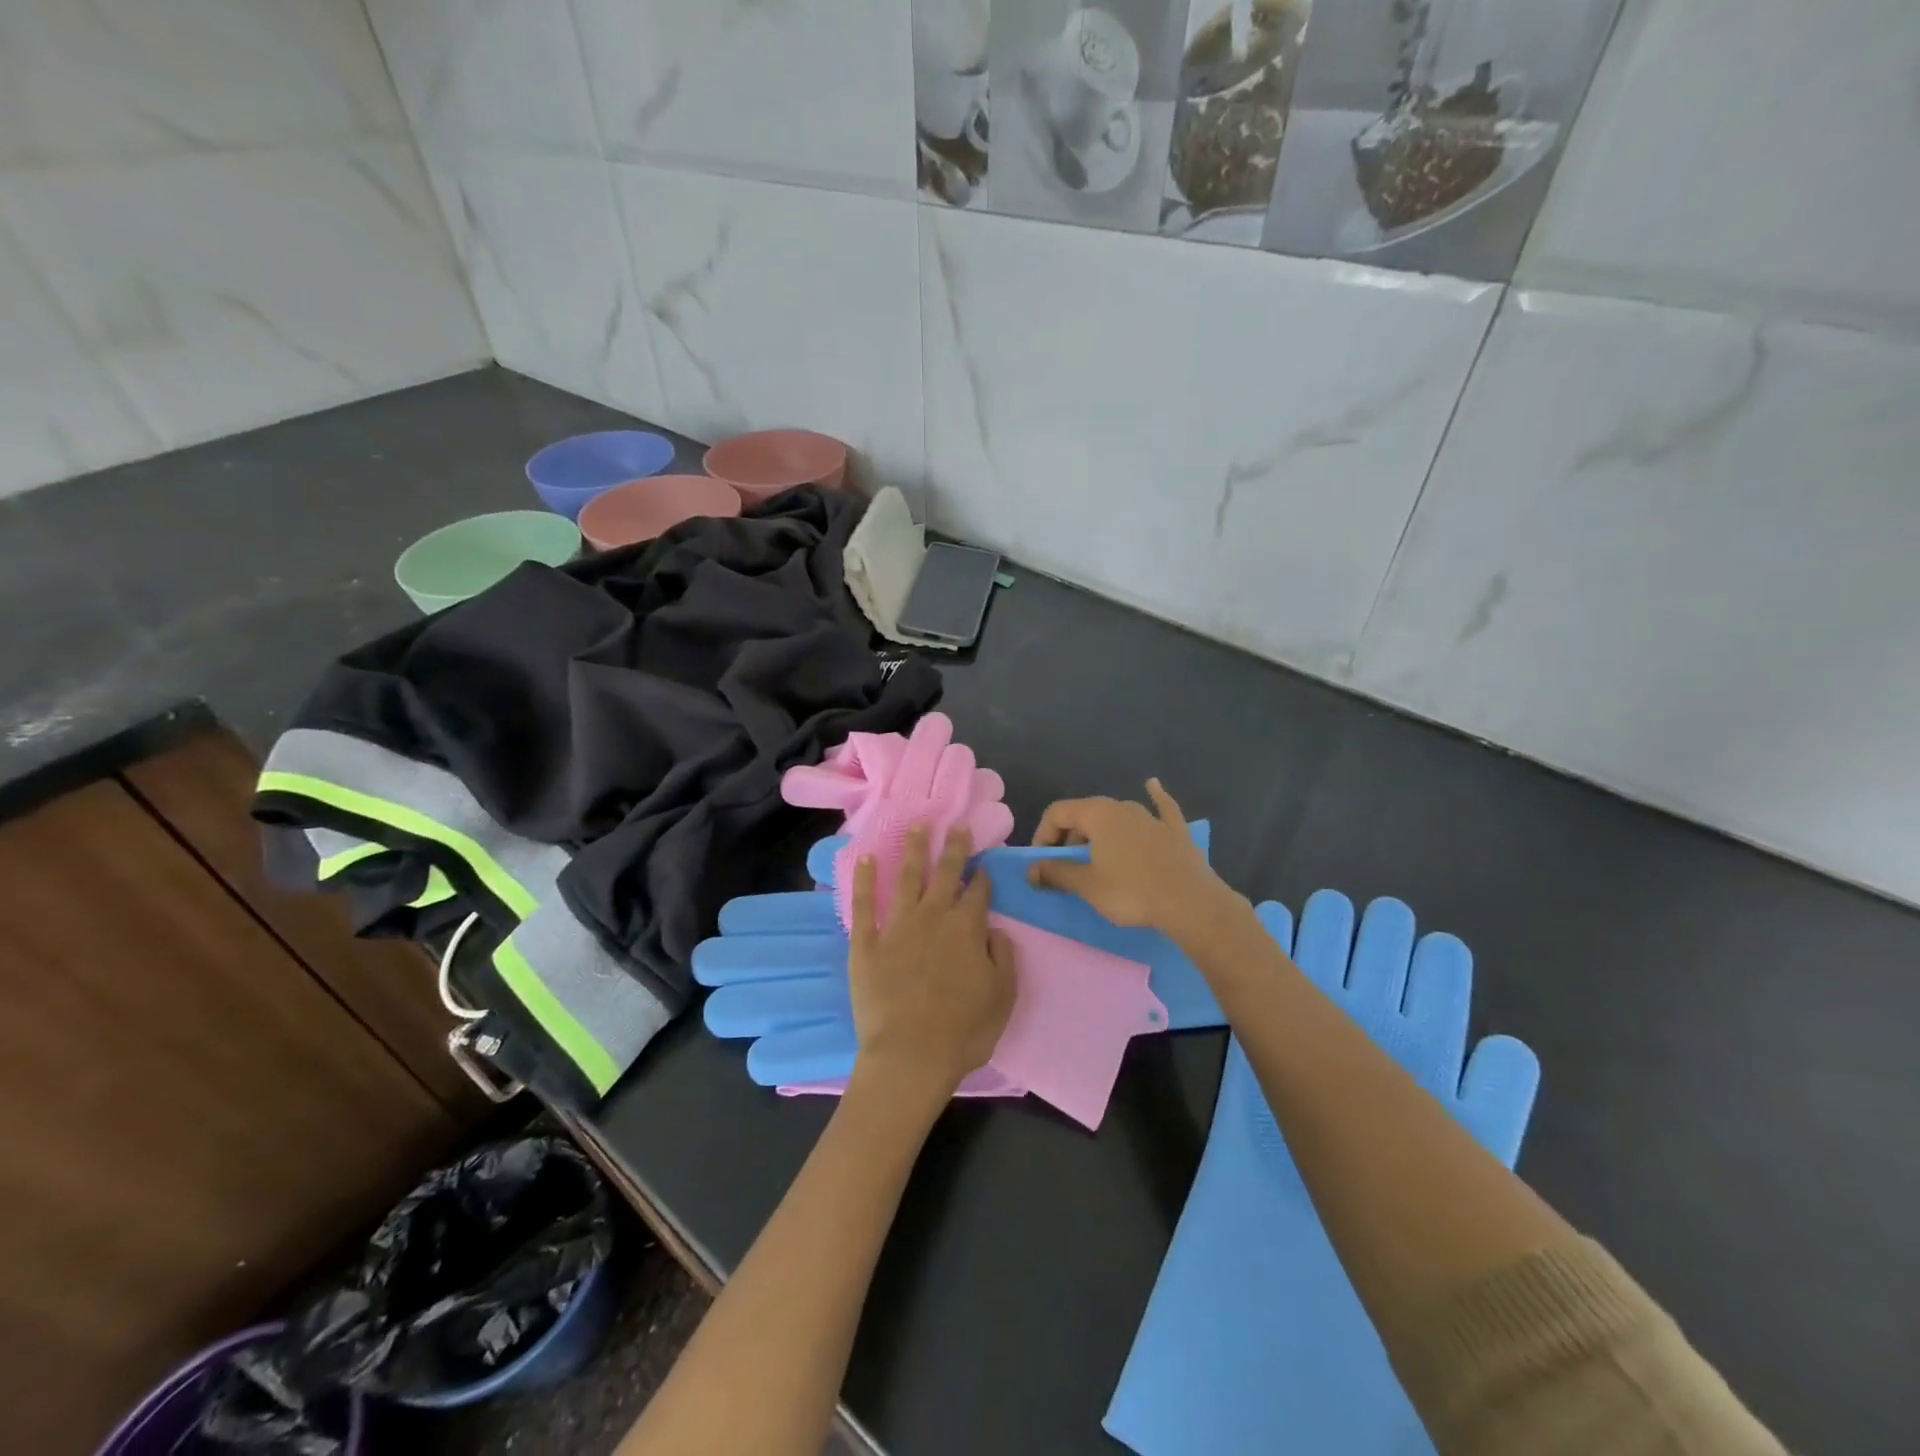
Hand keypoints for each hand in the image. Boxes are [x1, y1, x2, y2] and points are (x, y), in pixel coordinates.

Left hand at [849, 825, 1016, 1103]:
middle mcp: (934, 916)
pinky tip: (864, 858)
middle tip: (954, 824)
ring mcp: (897, 926)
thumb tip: (995, 929)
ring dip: (912, 849)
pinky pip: (864, 904)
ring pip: (906, 877)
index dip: (983, 876)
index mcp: (968, 928)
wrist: (911, 1056)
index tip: (984, 863)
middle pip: (945, 873)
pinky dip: (864, 880)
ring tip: (915, 826)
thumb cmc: (963, 1032)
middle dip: (952, 847)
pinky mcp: (867, 942)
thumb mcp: (1002, 996)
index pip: (978, 892)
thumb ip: (1002, 956)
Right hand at [1027, 779, 1245, 941]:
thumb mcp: (1087, 886)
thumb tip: (1030, 870)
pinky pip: (1160, 809)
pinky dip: (1154, 798)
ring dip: (1100, 831)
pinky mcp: (1176, 831)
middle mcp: (1123, 806)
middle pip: (1085, 814)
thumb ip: (1056, 873)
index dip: (1043, 835)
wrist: (1191, 904)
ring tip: (1094, 855)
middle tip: (1066, 867)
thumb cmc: (1132, 892)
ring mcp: (1152, 816)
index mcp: (1098, 814)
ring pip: (1117, 816)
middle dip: (1068, 837)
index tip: (1041, 863)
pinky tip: (1153, 785)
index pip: (1057, 812)